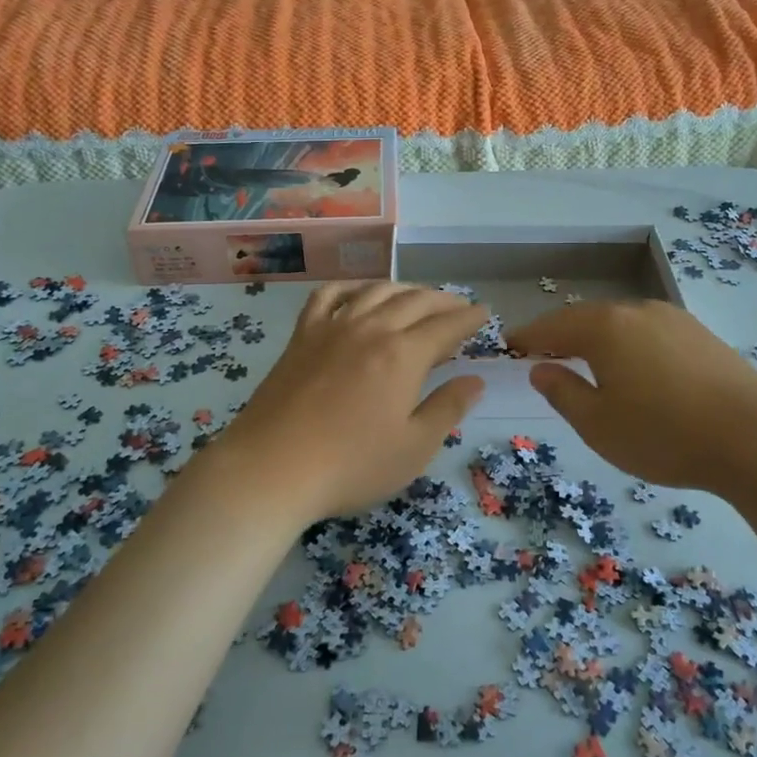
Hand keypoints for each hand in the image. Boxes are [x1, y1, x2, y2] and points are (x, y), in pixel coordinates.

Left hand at [209, 283, 487, 524]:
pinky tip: (360, 293)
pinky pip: (329, 296)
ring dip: (404, 289)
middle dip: (443, 300)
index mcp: (403, 355)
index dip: (469, 318)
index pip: (446, 325)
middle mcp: (371, 329)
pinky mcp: (302, 336)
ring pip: (376, 292)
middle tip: (459, 307)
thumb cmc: (350, 465)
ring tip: (418, 297)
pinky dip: (351, 287)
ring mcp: (332, 327)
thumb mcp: (413, 448)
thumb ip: (448, 408)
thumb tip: (475, 380)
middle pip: (415, 301)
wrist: (271, 468)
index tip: (485, 313)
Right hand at [508, 299, 756, 495]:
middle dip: (562, 334)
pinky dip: (628, 342)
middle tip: (543, 352)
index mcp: (605, 328)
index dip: (528, 336)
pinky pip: (648, 330)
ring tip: (585, 358)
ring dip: (597, 337)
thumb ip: (563, 393)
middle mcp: (637, 311)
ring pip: (621, 322)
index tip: (509, 345)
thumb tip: (541, 369)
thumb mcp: (599, 425)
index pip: (553, 326)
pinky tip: (634, 365)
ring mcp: (673, 318)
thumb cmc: (664, 435)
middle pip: (587, 318)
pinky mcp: (700, 333)